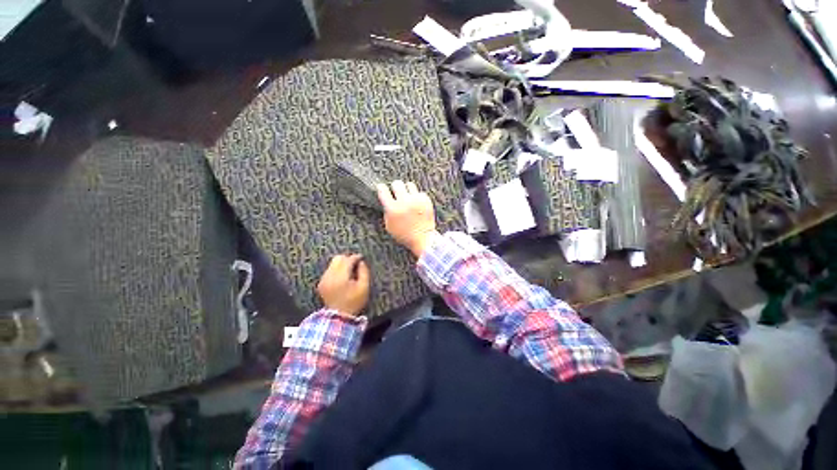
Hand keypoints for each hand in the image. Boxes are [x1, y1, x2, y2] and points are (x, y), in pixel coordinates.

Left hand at [317, 254, 369, 315]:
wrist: (339, 316)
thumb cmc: (354, 302)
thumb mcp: (364, 287)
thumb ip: (364, 272)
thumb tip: (361, 262)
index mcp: (341, 277)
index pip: (348, 260)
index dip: (356, 257)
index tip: (361, 258)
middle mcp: (330, 276)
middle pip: (338, 258)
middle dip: (347, 258)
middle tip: (355, 263)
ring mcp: (324, 280)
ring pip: (332, 263)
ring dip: (342, 264)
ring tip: (349, 270)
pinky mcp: (321, 283)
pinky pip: (329, 271)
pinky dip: (336, 270)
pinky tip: (343, 277)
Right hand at [377, 180, 437, 256]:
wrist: (423, 238)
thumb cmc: (404, 234)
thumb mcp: (389, 225)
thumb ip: (387, 211)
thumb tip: (385, 199)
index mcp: (392, 209)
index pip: (383, 190)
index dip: (381, 188)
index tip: (382, 188)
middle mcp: (404, 202)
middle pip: (397, 183)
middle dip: (395, 187)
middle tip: (397, 193)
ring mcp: (416, 200)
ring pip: (409, 184)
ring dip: (407, 190)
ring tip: (408, 198)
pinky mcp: (426, 200)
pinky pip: (419, 192)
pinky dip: (417, 197)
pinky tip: (417, 204)